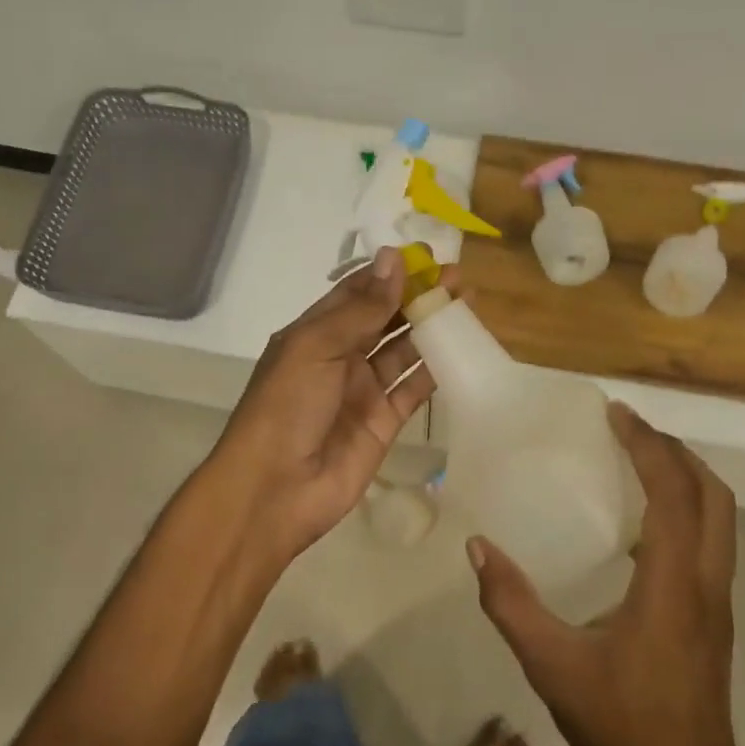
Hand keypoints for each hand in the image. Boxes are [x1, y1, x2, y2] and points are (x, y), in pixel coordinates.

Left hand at [206, 247, 443, 567]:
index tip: (427, 256)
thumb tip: (394, 258)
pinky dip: (437, 369)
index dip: (389, 274)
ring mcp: (364, 390)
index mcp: (315, 333)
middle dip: (417, 297)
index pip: (357, 293)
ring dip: (432, 328)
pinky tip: (463, 348)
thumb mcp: (316, 347)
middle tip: (458, 278)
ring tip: (468, 303)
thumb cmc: (286, 406)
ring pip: (404, 350)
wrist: (276, 489)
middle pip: (385, 319)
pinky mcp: (385, 422)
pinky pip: (415, 388)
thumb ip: (360, 308)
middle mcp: (340, 357)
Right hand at [467, 403, 744, 745]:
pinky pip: (712, 542)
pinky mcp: (715, 619)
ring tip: (638, 459)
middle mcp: (707, 583)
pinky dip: (687, 508)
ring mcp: (718, 602)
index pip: (673, 493)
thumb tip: (478, 547)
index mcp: (673, 584)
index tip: (615, 414)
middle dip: (675, 451)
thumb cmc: (622, 725)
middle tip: (629, 429)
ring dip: (686, 477)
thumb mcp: (552, 665)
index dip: (648, 446)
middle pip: (713, 495)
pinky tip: (644, 522)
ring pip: (721, 518)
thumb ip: (511, 603)